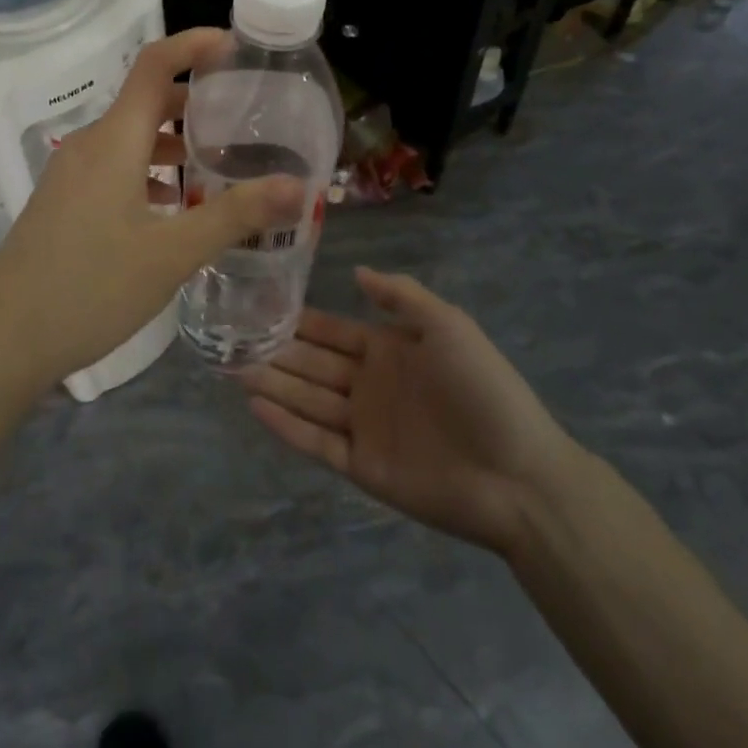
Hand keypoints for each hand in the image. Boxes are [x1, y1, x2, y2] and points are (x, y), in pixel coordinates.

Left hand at [0, 29, 304, 394]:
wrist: (4, 339)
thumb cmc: (90, 287)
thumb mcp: (172, 254)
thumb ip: (235, 216)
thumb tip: (297, 186)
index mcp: (113, 141)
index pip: (153, 65)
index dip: (194, 45)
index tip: (236, 47)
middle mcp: (88, 145)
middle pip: (145, 101)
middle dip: (194, 102)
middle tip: (243, 116)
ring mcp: (69, 174)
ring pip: (129, 139)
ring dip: (171, 143)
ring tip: (217, 166)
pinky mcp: (62, 202)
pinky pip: (112, 168)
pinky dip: (147, 172)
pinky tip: (171, 208)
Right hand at [242, 268, 579, 554]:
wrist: (519, 476)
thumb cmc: (483, 390)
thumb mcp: (448, 326)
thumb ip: (401, 297)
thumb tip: (354, 271)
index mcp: (387, 351)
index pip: (331, 331)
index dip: (298, 320)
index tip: (258, 305)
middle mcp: (368, 385)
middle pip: (311, 364)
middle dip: (273, 351)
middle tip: (229, 338)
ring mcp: (363, 427)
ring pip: (306, 400)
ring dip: (271, 383)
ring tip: (229, 367)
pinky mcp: (362, 467)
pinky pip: (316, 443)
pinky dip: (286, 426)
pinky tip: (255, 405)